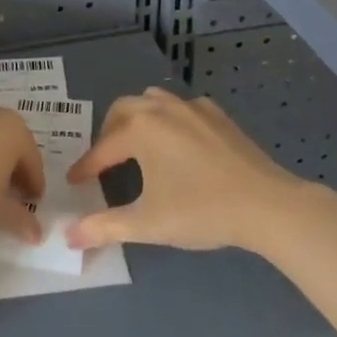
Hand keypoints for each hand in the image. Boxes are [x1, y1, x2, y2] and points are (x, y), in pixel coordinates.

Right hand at [65, 87, 307, 251]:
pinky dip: (169, 118)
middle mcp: (160, 108)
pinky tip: (178, 141)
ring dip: (137, 118)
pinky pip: (181, 106)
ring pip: (151, 100)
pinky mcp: (216, 114)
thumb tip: (69, 236)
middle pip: (122, 110)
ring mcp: (191, 106)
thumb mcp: (149, 224)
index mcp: (140, 129)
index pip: (102, 149)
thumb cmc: (202, 211)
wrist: (267, 205)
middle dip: (108, 133)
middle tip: (104, 160)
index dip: (86, 167)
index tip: (74, 182)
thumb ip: (106, 227)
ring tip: (137, 145)